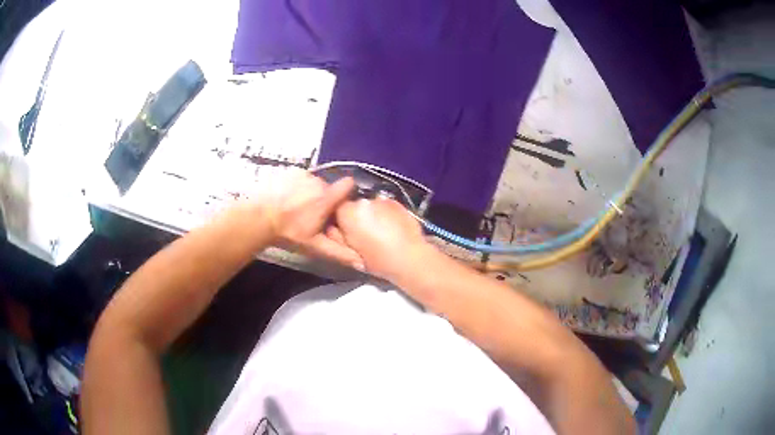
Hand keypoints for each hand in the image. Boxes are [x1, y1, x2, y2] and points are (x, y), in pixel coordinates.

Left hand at [247, 168, 362, 267]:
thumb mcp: (315, 246)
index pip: (348, 185)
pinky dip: (297, 186)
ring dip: (310, 192)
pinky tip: (287, 199)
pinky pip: (300, 178)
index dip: (347, 193)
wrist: (259, 218)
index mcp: (327, 198)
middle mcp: (317, 181)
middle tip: (313, 215)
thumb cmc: (290, 233)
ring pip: (313, 183)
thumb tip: (362, 263)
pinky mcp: (289, 171)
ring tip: (297, 207)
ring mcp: (302, 174)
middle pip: (328, 187)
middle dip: (324, 199)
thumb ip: (339, 253)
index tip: (340, 204)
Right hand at [333, 197, 433, 279]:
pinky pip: (385, 206)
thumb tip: (332, 229)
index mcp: (348, 212)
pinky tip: (392, 227)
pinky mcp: (397, 202)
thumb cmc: (377, 259)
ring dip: (371, 214)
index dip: (339, 220)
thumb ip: (338, 237)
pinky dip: (386, 214)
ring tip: (380, 231)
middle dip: (356, 217)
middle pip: (353, 206)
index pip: (335, 208)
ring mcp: (382, 200)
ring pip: (370, 206)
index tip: (345, 232)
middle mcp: (363, 201)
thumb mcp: (350, 252)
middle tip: (363, 234)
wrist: (409, 257)